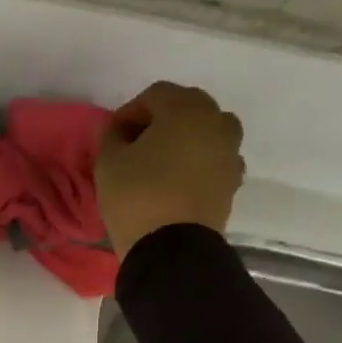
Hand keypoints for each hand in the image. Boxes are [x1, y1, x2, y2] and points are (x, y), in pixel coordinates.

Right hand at [96, 82, 246, 261]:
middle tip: (135, 146)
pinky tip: (176, 181)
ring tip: (159, 163)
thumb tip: (117, 129)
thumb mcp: (108, 163)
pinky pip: (213, 158)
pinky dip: (197, 161)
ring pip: (205, 132)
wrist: (172, 247)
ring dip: (183, 139)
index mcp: (185, 109)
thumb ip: (111, 136)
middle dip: (160, 121)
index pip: (155, 94)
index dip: (129, 112)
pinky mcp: (233, 179)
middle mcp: (217, 121)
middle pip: (186, 107)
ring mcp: (230, 151)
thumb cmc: (136, 196)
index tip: (112, 136)